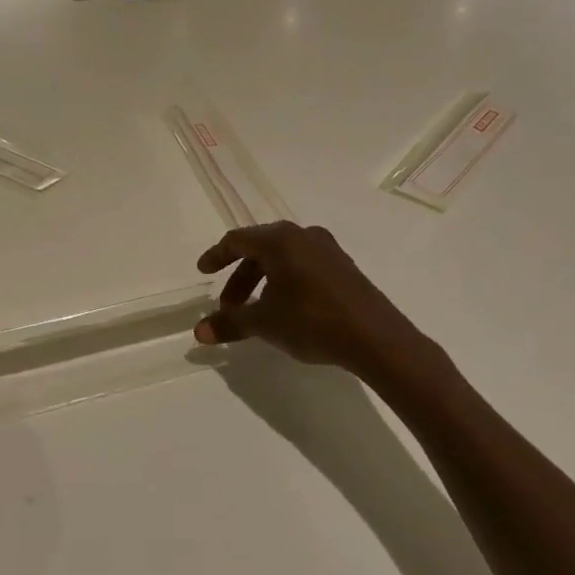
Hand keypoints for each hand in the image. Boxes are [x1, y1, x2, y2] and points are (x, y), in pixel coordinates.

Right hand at [193, 222, 439, 381]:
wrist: (376, 338)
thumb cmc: (312, 321)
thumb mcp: (264, 323)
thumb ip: (230, 323)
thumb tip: (198, 332)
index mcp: (280, 240)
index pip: (238, 240)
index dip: (217, 256)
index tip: (203, 272)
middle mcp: (303, 236)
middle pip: (259, 250)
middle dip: (239, 278)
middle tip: (229, 307)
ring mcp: (328, 250)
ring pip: (282, 259)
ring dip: (261, 282)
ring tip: (256, 312)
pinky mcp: (344, 268)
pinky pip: (303, 267)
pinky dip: (284, 283)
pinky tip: (285, 309)